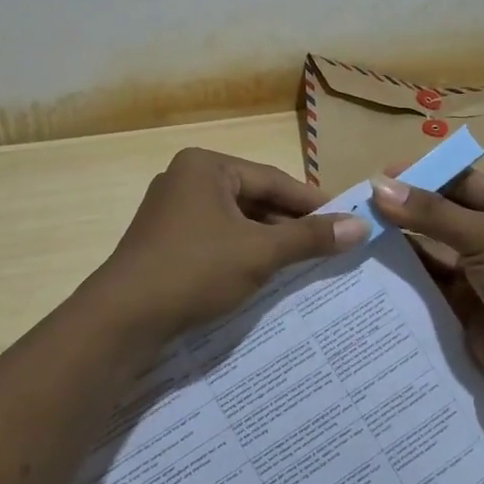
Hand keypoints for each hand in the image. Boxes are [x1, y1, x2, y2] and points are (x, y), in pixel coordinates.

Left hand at [91, 148, 369, 338]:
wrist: (123, 318)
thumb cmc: (195, 270)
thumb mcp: (259, 253)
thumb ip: (308, 237)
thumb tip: (360, 225)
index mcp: (206, 166)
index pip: (273, 179)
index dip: (312, 202)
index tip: (346, 220)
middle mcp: (186, 179)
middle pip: (253, 198)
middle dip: (289, 224)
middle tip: (330, 245)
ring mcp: (171, 210)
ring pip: (234, 221)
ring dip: (267, 241)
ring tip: (305, 264)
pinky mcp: (164, 241)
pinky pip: (216, 238)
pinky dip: (241, 253)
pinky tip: (264, 276)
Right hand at [369, 169, 483, 407]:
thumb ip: (432, 213)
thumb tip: (379, 186)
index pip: (460, 182)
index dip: (422, 176)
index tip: (378, 176)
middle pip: (439, 216)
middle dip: (402, 212)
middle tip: (355, 209)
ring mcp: (476, 275)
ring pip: (428, 253)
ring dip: (397, 246)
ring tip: (352, 238)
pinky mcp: (461, 308)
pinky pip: (425, 287)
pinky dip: (400, 280)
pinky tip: (367, 272)